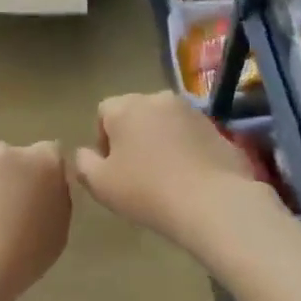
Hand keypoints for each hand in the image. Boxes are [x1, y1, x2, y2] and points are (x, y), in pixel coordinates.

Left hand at [0, 141, 72, 300]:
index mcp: (43, 162)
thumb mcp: (59, 231)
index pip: (51, 153)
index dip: (47, 174)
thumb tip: (47, 189)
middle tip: (11, 212)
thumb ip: (56, 199)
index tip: (42, 197)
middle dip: (15, 177)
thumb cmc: (23, 256)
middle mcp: (6, 153)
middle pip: (14, 159)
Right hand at [73, 92, 261, 245]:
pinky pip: (190, 135)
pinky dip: (184, 149)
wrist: (212, 202)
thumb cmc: (146, 191)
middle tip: (135, 172)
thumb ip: (83, 163)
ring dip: (159, 141)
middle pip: (135, 113)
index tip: (111, 168)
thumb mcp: (100, 184)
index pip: (103, 112)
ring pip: (164, 123)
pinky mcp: (217, 128)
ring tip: (163, 176)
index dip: (102, 140)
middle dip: (132, 137)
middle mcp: (158, 99)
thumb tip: (85, 153)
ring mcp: (192, 111)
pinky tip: (188, 177)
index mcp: (126, 107)